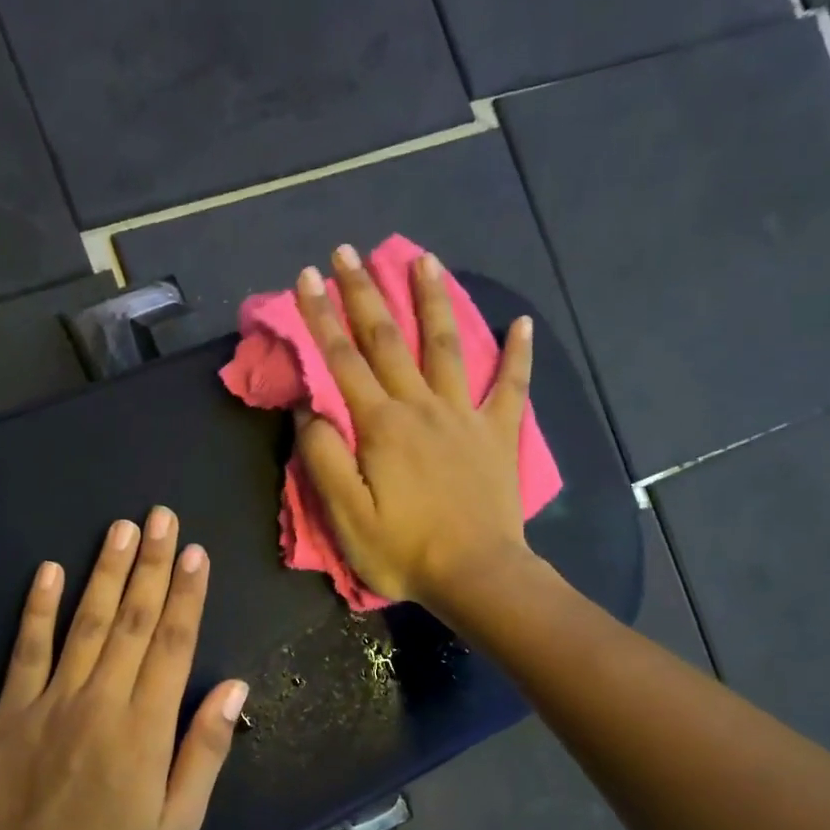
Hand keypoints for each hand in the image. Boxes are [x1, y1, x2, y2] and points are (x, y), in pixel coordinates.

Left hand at [0, 507, 249, 829]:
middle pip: (134, 620)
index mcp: (146, 726)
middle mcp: (102, 699)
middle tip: (162, 518)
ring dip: (106, 572)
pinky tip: (48, 570)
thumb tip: (235, 686)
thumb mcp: (178, 820)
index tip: (196, 553)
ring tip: (121, 528)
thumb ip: (205, 749)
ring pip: (87, 623)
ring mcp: (53, 699)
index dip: (187, 594)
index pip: (174, 644)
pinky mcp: (12, 708)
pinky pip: (27, 649)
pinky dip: (38, 608)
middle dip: (152, 564)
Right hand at [293, 244, 536, 611]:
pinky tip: (522, 322)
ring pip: (447, 346)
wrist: (477, 576)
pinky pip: (512, 387)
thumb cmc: (404, 551)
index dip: (320, 316)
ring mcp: (465, 417)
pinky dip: (518, 354)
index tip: (306, 277)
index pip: (342, 359)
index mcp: (381, 425)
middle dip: (364, 293)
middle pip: (389, 339)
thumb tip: (311, 410)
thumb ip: (324, 458)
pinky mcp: (498, 435)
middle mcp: (421, 406)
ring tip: (424, 259)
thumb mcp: (345, 514)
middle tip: (347, 253)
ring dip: (432, 301)